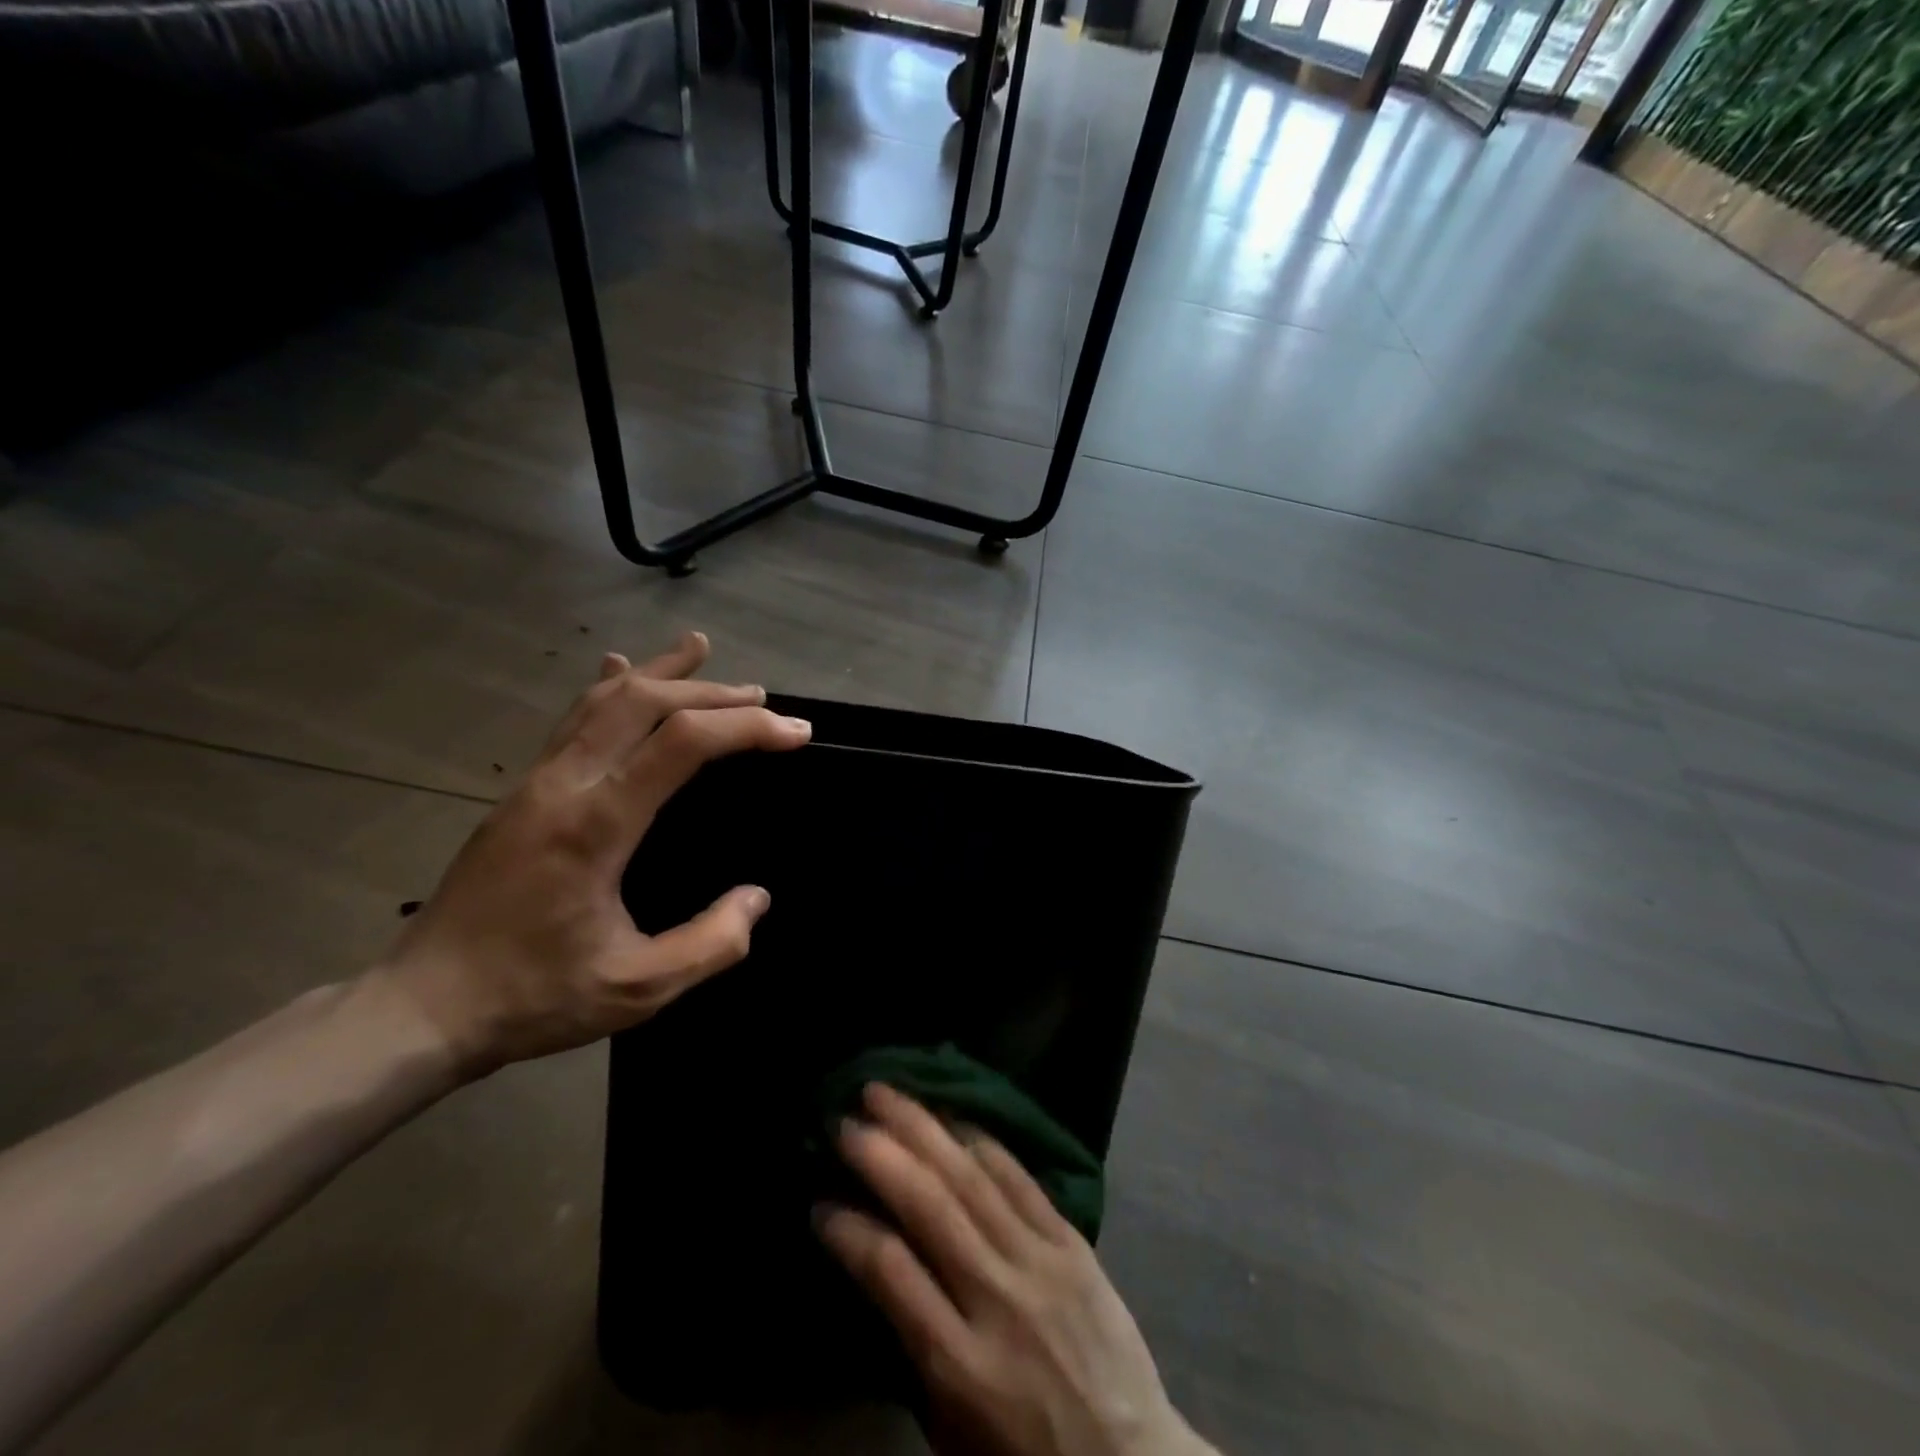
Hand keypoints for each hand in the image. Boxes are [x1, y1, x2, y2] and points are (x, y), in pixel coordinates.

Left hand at [371, 632, 809, 1078]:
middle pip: (644, 704)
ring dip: (661, 674)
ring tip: (701, 649)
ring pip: (603, 702)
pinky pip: (571, 721)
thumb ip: (710, 944)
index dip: (747, 729)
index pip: (682, 743)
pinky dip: (607, 689)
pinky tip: (618, 669)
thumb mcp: (638, 989)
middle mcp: (564, 785)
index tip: (795, 734)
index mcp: (596, 824)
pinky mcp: (522, 792)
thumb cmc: (534, 996)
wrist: (423, 1008)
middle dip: (713, 693)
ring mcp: (536, 783)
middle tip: (763, 701)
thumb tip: (757, 898)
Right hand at [817, 1085, 1216, 1455]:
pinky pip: (1020, 1178)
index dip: (851, 1231)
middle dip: (882, 1155)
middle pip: (931, 1208)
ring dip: (924, 1128)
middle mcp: (997, 1299)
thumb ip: (914, 1347)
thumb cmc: (1025, 1453)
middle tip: (845, 1119)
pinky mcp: (1071, 1241)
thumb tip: (876, 1263)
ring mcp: (1039, 1262)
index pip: (892, 1275)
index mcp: (961, 1363)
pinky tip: (953, 1114)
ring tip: (888, 1094)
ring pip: (972, 1178)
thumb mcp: (952, 1427)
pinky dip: (982, 1141)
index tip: (821, 1202)